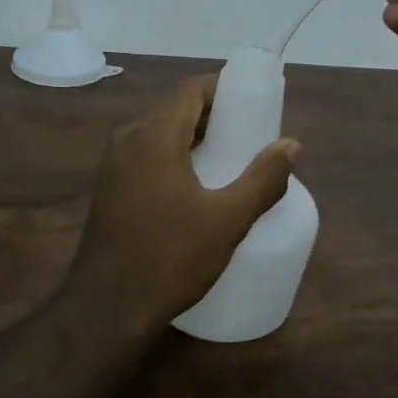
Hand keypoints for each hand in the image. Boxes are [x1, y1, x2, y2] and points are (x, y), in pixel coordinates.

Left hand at [64, 75, 298, 336]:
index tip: (256, 106)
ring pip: (160, 134)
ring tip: (230, 162)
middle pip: (176, 109)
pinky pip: (146, 156)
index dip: (225, 90)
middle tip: (250, 138)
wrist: (106, 307)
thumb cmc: (170, 258)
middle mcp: (127, 139)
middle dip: (215, 116)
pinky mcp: (108, 188)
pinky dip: (174, 157)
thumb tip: (291, 145)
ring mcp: (112, 164)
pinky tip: (196, 188)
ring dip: (194, 139)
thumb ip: (263, 179)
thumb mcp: (227, 220)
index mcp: (154, 135)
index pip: (191, 89)